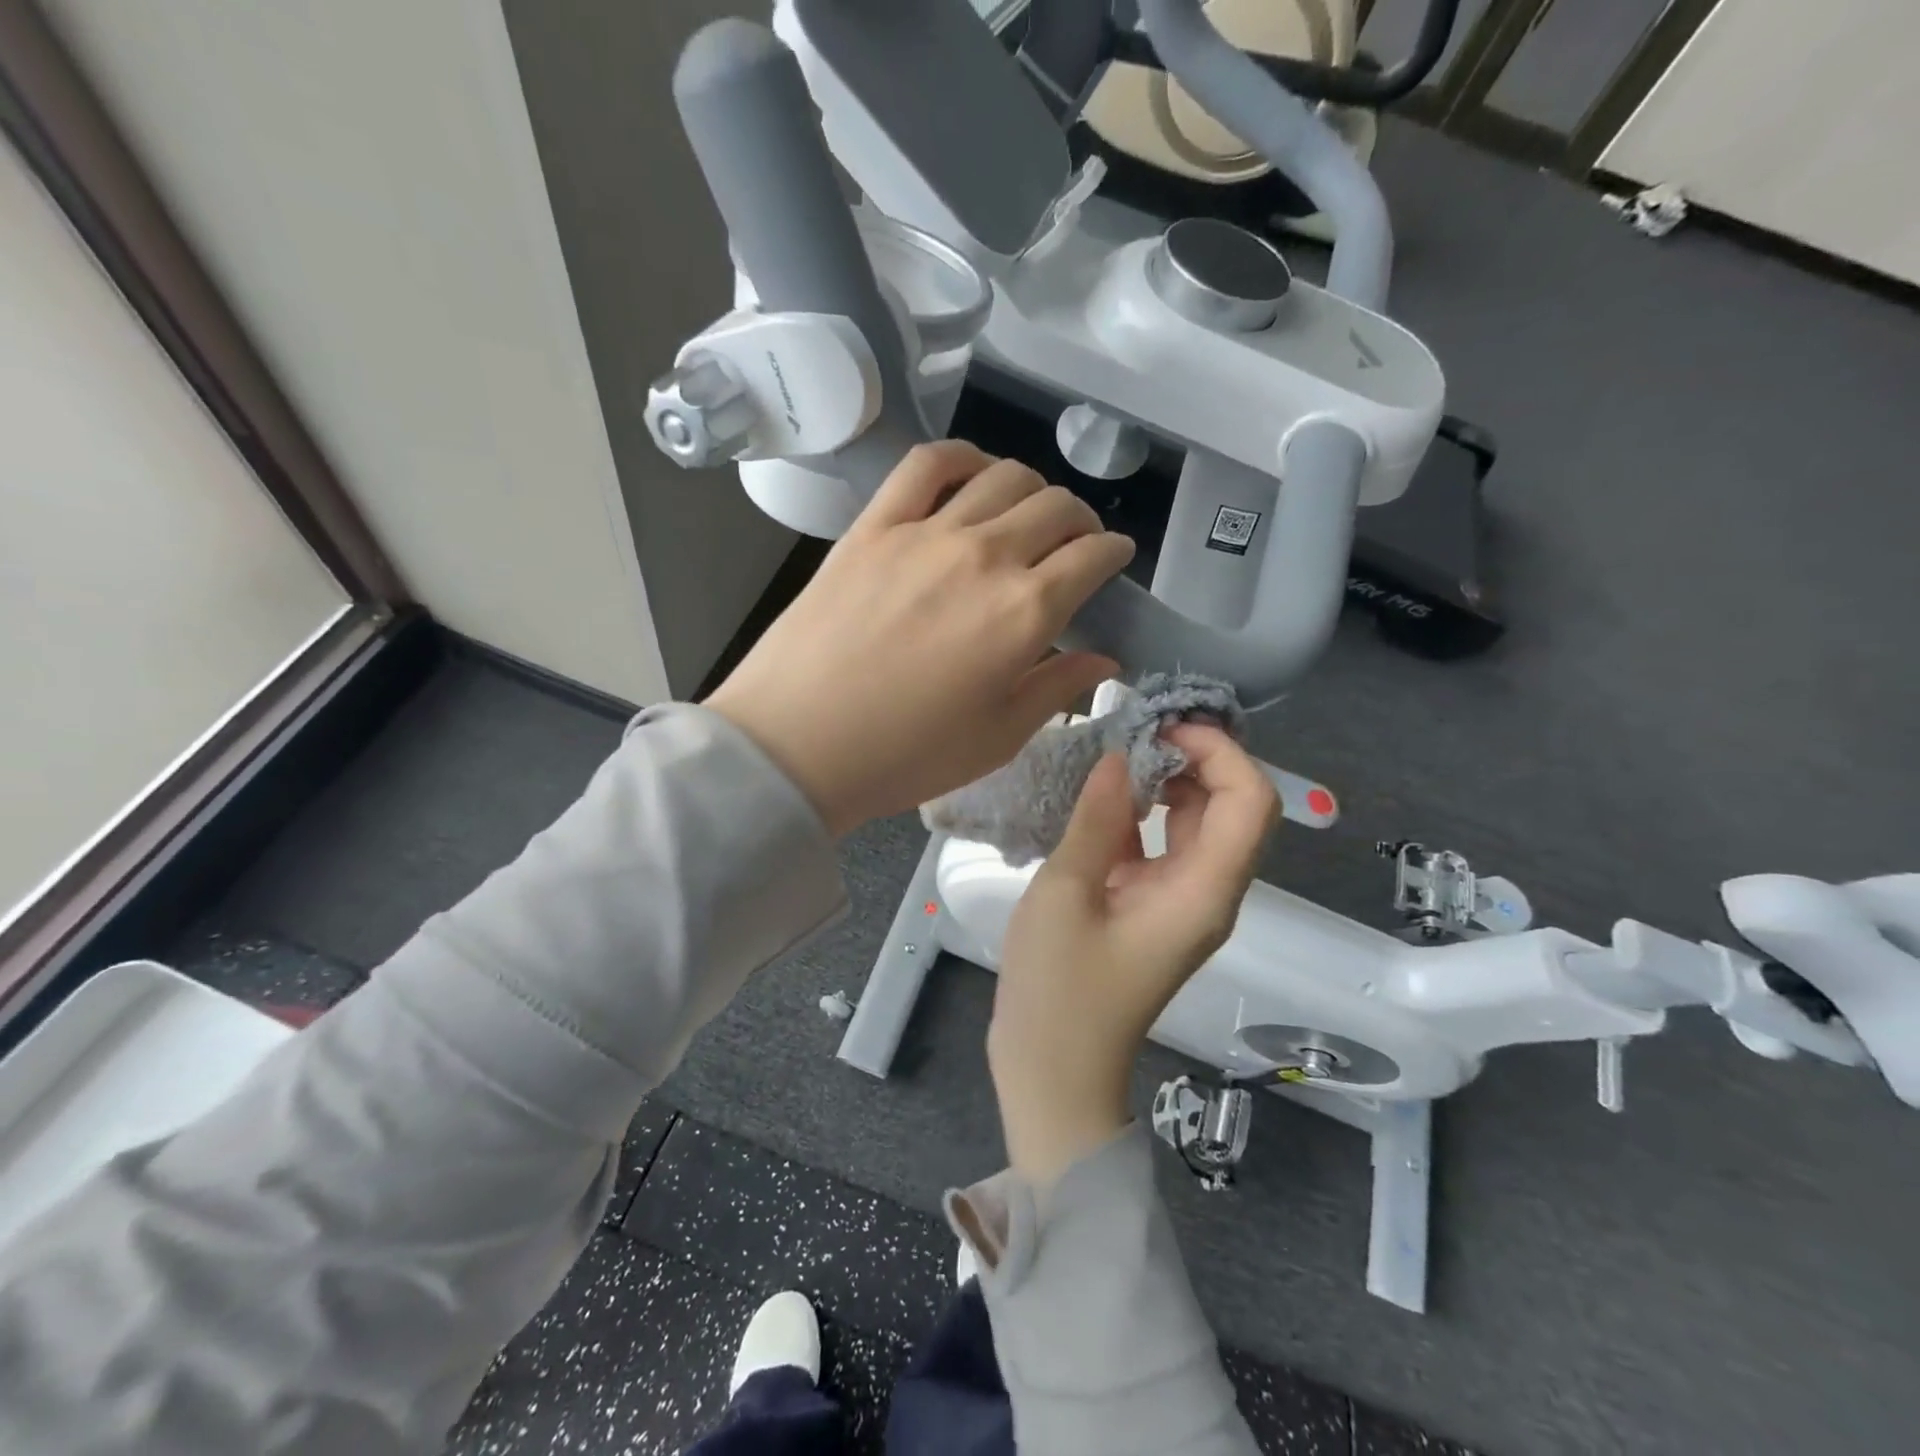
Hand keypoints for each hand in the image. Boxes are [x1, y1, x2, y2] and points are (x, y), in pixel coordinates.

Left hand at [706, 441, 1134, 836]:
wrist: (796, 745)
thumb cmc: (905, 756)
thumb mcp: (997, 738)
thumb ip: (1057, 689)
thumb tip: (1104, 658)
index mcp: (1025, 612)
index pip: (1092, 556)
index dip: (1114, 552)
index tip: (1114, 558)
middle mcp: (986, 556)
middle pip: (1055, 507)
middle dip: (1080, 521)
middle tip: (1073, 544)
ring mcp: (926, 532)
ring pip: (1003, 477)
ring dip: (1032, 490)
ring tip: (1026, 514)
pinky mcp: (874, 526)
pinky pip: (927, 464)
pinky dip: (962, 458)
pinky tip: (972, 476)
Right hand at [988, 725, 1277, 1184]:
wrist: (1054, 1073)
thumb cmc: (1058, 990)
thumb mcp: (1066, 894)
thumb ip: (1096, 820)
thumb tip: (1118, 758)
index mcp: (1203, 892)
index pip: (1249, 801)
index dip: (1219, 751)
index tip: (1162, 725)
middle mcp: (1208, 893)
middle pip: (1233, 807)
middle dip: (1196, 758)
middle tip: (1136, 728)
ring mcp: (1181, 902)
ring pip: (1199, 824)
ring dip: (1169, 782)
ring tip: (1117, 752)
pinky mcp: (1154, 909)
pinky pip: (1165, 846)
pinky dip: (1142, 814)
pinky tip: (1100, 797)